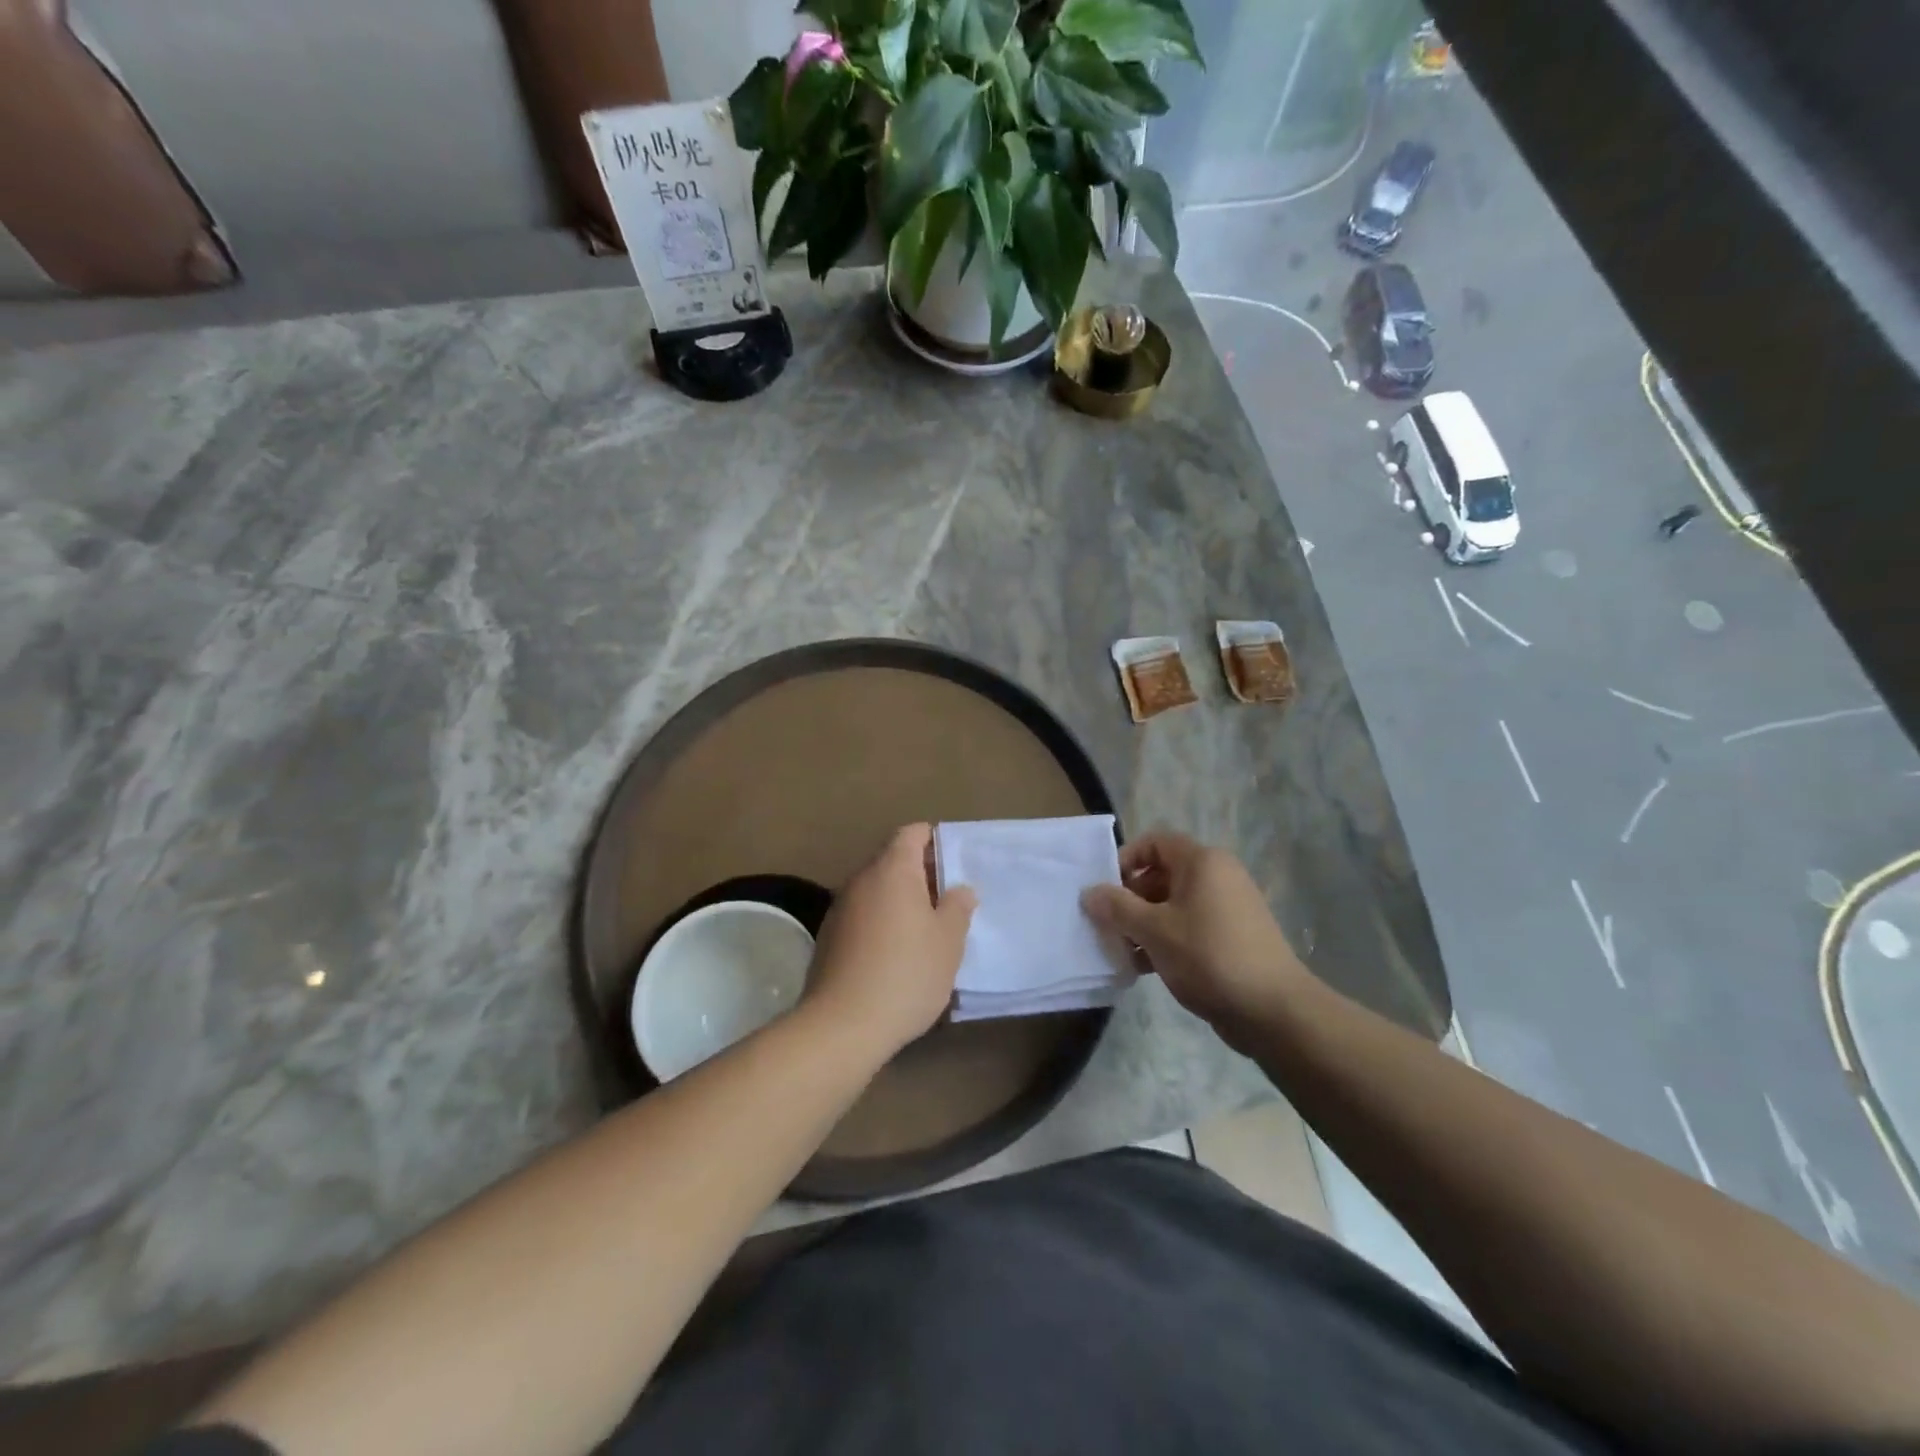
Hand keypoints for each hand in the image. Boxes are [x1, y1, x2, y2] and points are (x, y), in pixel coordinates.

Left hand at [802, 824, 976, 1058]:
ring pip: (876, 890)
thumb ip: (957, 907)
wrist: (842, 1026)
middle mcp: (861, 879)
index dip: (934, 841)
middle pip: (892, 860)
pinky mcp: (828, 937)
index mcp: (892, 869)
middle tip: (947, 901)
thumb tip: (959, 889)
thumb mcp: (948, 941)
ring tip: (925, 930)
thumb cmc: (906, 973)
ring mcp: (840, 908)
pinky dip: (880, 922)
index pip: (912, 833)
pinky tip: (895, 954)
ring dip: (899, 901)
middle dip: (920, 874)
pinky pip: (862, 915)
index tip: (954, 864)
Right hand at [1081, 831, 1307, 1044]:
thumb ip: (1117, 908)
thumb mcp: (1154, 930)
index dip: (1125, 860)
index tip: (1105, 890)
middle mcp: (1217, 876)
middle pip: (1161, 874)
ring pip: (1173, 904)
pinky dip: (1166, 940)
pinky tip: (1146, 968)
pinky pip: (1189, 927)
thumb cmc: (1209, 956)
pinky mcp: (1232, 937)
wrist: (1273, 1010)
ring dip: (1144, 924)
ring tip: (1124, 953)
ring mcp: (1228, 907)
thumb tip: (1089, 892)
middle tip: (1109, 926)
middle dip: (1130, 899)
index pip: (1154, 842)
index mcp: (1202, 862)